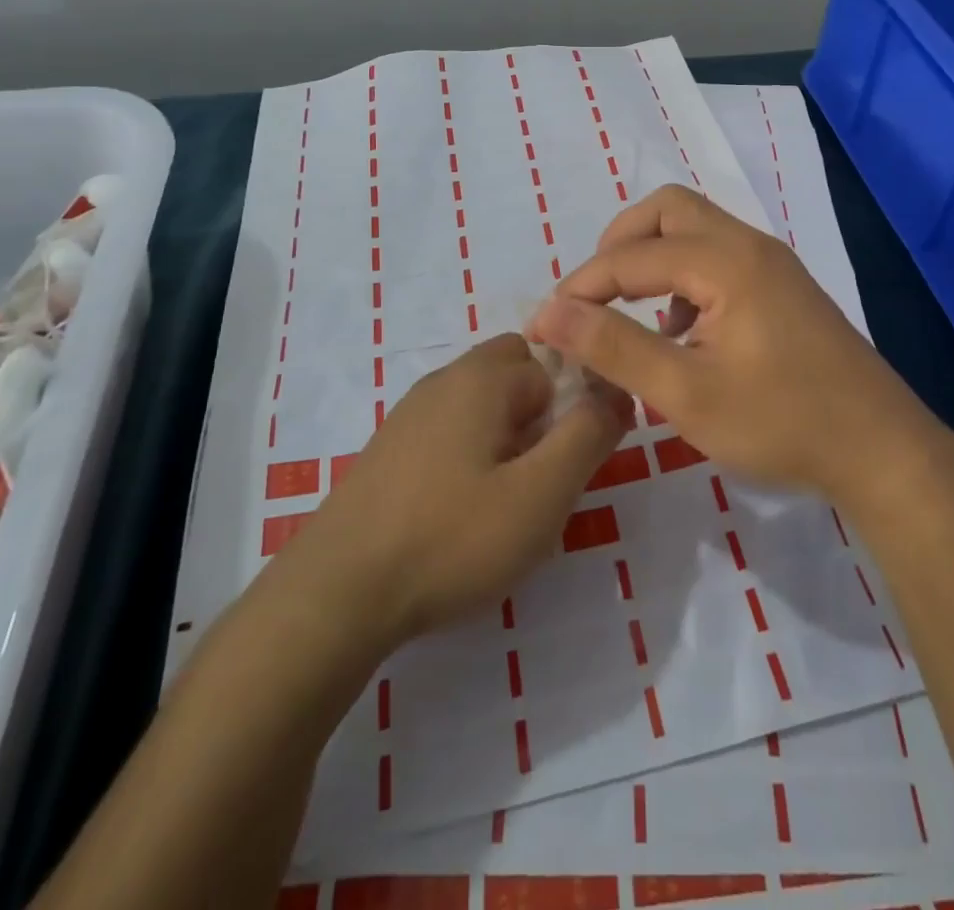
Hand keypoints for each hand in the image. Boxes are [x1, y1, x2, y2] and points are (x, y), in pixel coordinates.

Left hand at [283, 334, 630, 646]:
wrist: (336, 593)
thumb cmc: (451, 538)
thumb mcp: (541, 494)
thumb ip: (588, 436)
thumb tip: (617, 393)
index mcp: (482, 377)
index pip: (552, 360)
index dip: (574, 405)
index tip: (573, 460)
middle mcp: (444, 381)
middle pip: (514, 373)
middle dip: (541, 414)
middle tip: (544, 476)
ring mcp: (410, 414)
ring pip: (482, 405)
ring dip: (507, 438)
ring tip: (507, 502)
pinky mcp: (390, 450)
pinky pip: (450, 432)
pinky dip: (472, 456)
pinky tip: (462, 512)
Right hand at [529, 185, 935, 505]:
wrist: (881, 450)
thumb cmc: (782, 422)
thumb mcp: (686, 393)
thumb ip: (615, 347)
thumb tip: (550, 313)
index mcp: (725, 261)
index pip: (631, 255)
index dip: (581, 286)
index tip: (547, 324)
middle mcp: (748, 245)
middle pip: (667, 210)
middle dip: (618, 245)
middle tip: (592, 295)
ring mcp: (771, 263)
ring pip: (695, 228)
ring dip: (652, 256)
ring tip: (630, 313)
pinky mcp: (782, 287)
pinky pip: (718, 255)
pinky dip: (683, 274)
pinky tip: (681, 331)